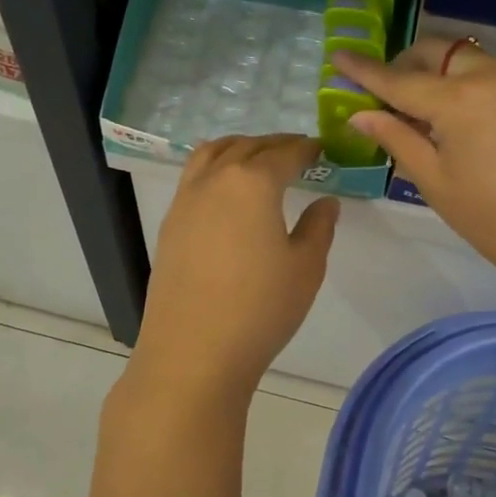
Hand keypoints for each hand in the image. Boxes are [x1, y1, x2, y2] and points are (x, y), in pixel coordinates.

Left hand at [127, 134, 339, 407]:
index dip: (305, 149)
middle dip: (274, 144)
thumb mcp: (305, 267)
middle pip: (246, 147)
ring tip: (257, 158)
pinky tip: (226, 191)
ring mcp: (185, 200)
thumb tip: (326, 202)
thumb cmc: (260, 308)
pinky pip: (193, 177)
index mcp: (252, 183)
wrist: (193, 352)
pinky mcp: (169, 224)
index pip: (284, 154)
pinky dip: (214, 168)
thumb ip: (318, 227)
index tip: (320, 148)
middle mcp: (214, 180)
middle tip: (296, 150)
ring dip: (238, 148)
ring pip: (211, 154)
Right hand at [333, 38, 495, 293]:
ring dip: (434, 73)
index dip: (364, 70)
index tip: (337, 55)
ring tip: (418, 113)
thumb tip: (361, 114)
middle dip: (404, 65)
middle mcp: (490, 75)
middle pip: (434, 53)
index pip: (399, 80)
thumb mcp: (435, 181)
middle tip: (383, 96)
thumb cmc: (493, 219)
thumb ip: (397, 138)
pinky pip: (485, 72)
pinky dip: (460, 83)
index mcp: (460, 100)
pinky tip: (452, 117)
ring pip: (462, 59)